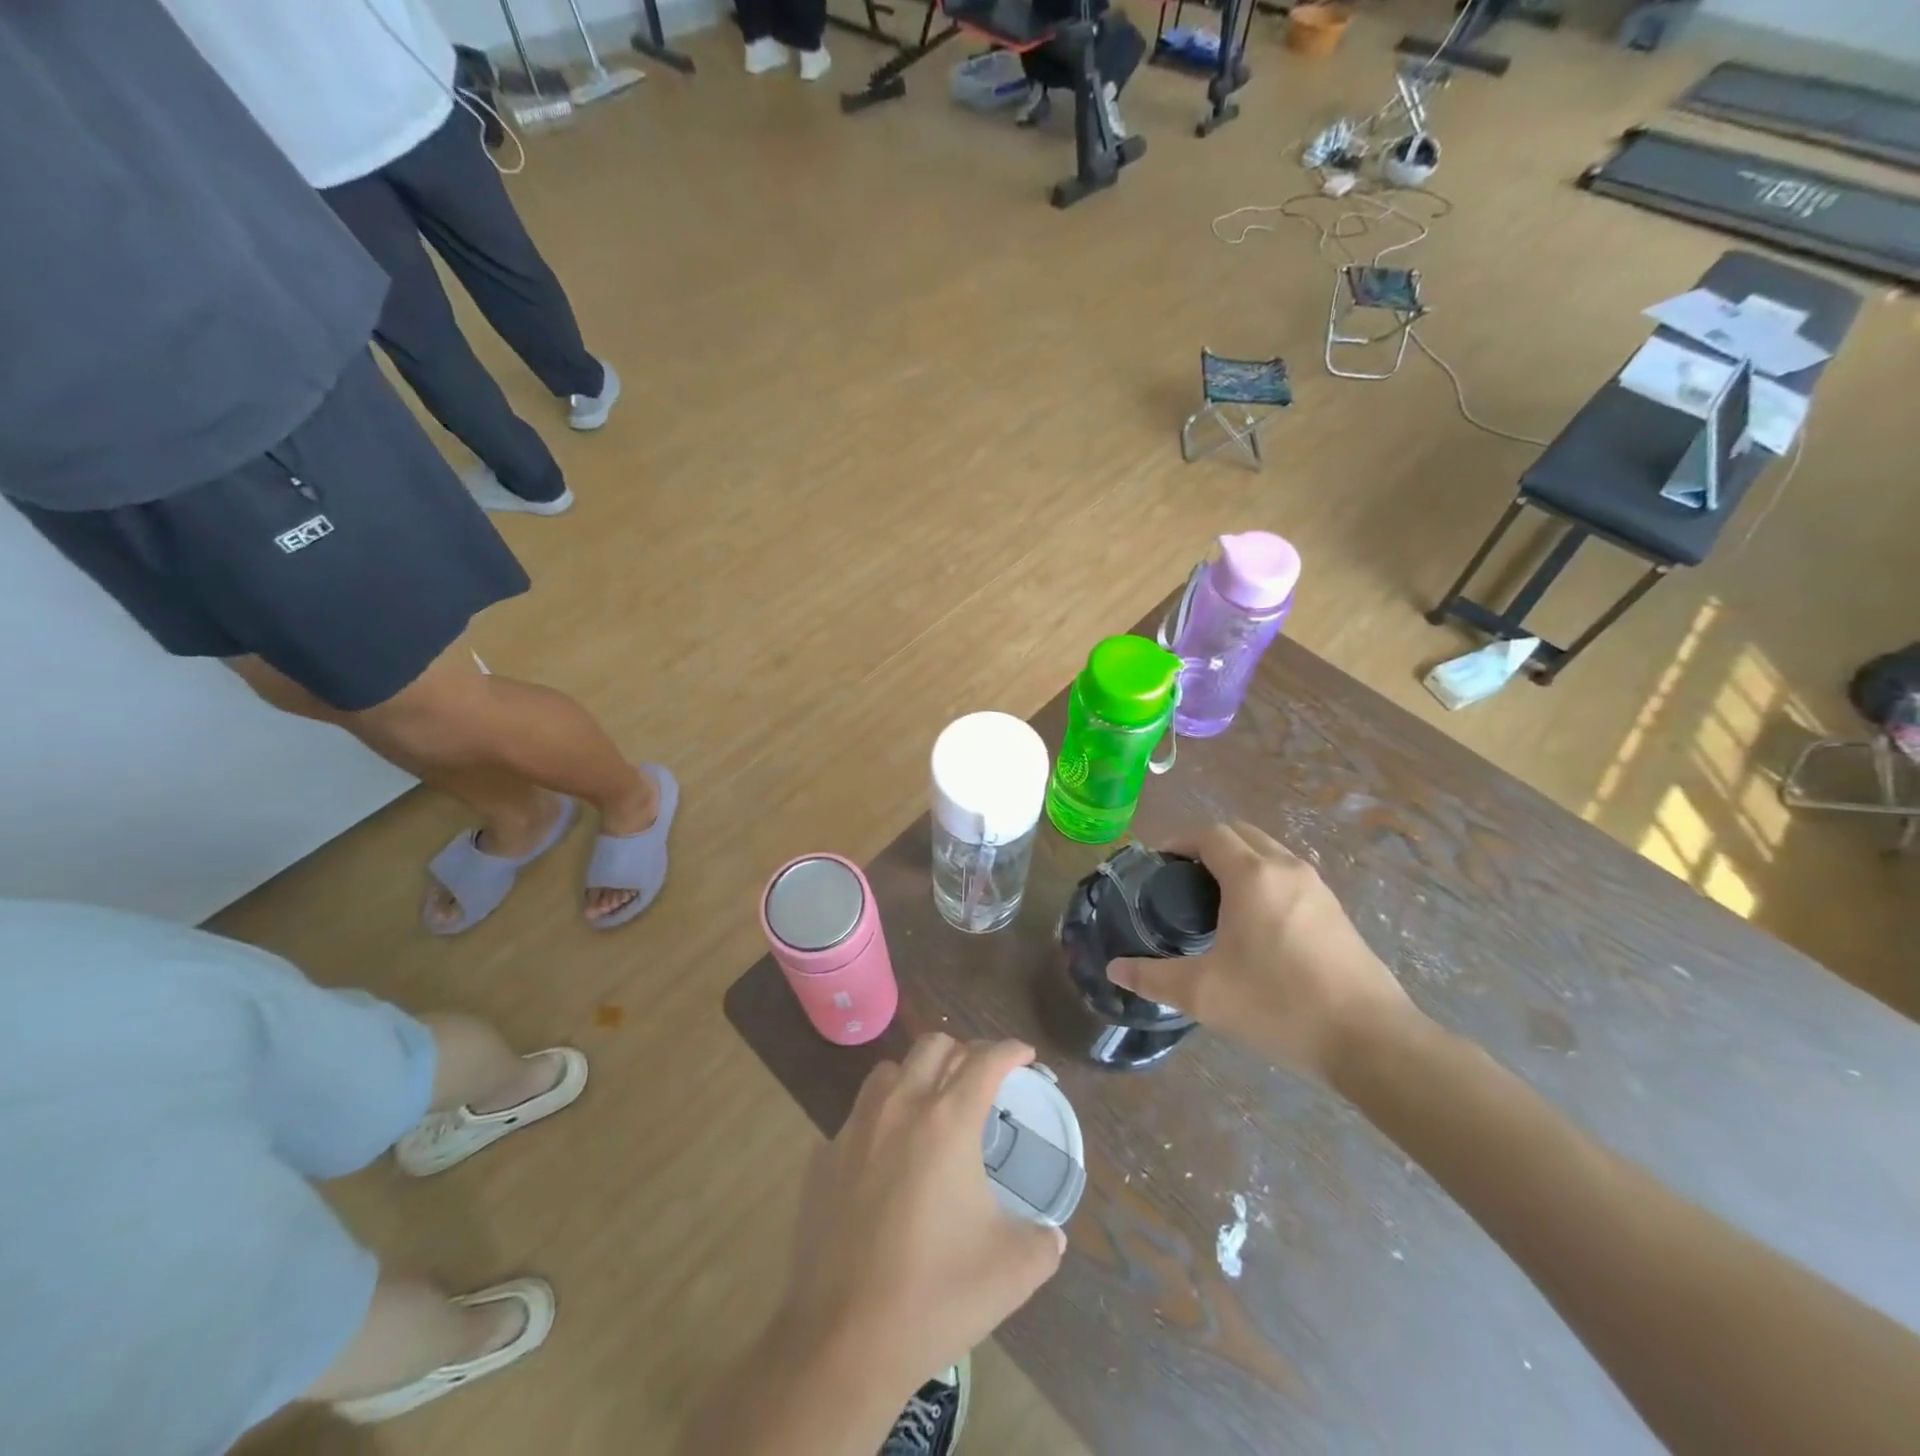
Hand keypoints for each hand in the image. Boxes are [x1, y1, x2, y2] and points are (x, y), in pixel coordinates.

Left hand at [771, 1036, 1066, 1389]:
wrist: (842, 1341)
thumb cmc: (934, 1296)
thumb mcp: (1012, 1272)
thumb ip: (1043, 1242)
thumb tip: (1054, 1236)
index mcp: (947, 1122)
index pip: (984, 1061)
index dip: (1010, 1049)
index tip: (1025, 1054)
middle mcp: (899, 1108)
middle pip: (933, 1046)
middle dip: (964, 1051)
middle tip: (981, 1079)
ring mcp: (854, 1129)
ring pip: (889, 1071)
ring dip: (917, 1075)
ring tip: (932, 1105)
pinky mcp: (823, 1157)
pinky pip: (857, 1116)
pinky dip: (880, 1119)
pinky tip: (887, 1157)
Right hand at [1108, 821, 1416, 1085]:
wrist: (1372, 1041)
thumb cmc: (1279, 1006)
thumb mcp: (1204, 995)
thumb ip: (1153, 978)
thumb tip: (1115, 969)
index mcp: (1253, 876)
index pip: (1210, 834)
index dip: (1179, 841)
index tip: (1157, 865)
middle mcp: (1287, 869)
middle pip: (1241, 834)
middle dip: (1206, 846)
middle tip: (1180, 879)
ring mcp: (1318, 888)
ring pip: (1269, 852)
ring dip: (1238, 861)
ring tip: (1213, 900)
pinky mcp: (1336, 912)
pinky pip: (1289, 876)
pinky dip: (1263, 880)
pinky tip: (1254, 924)